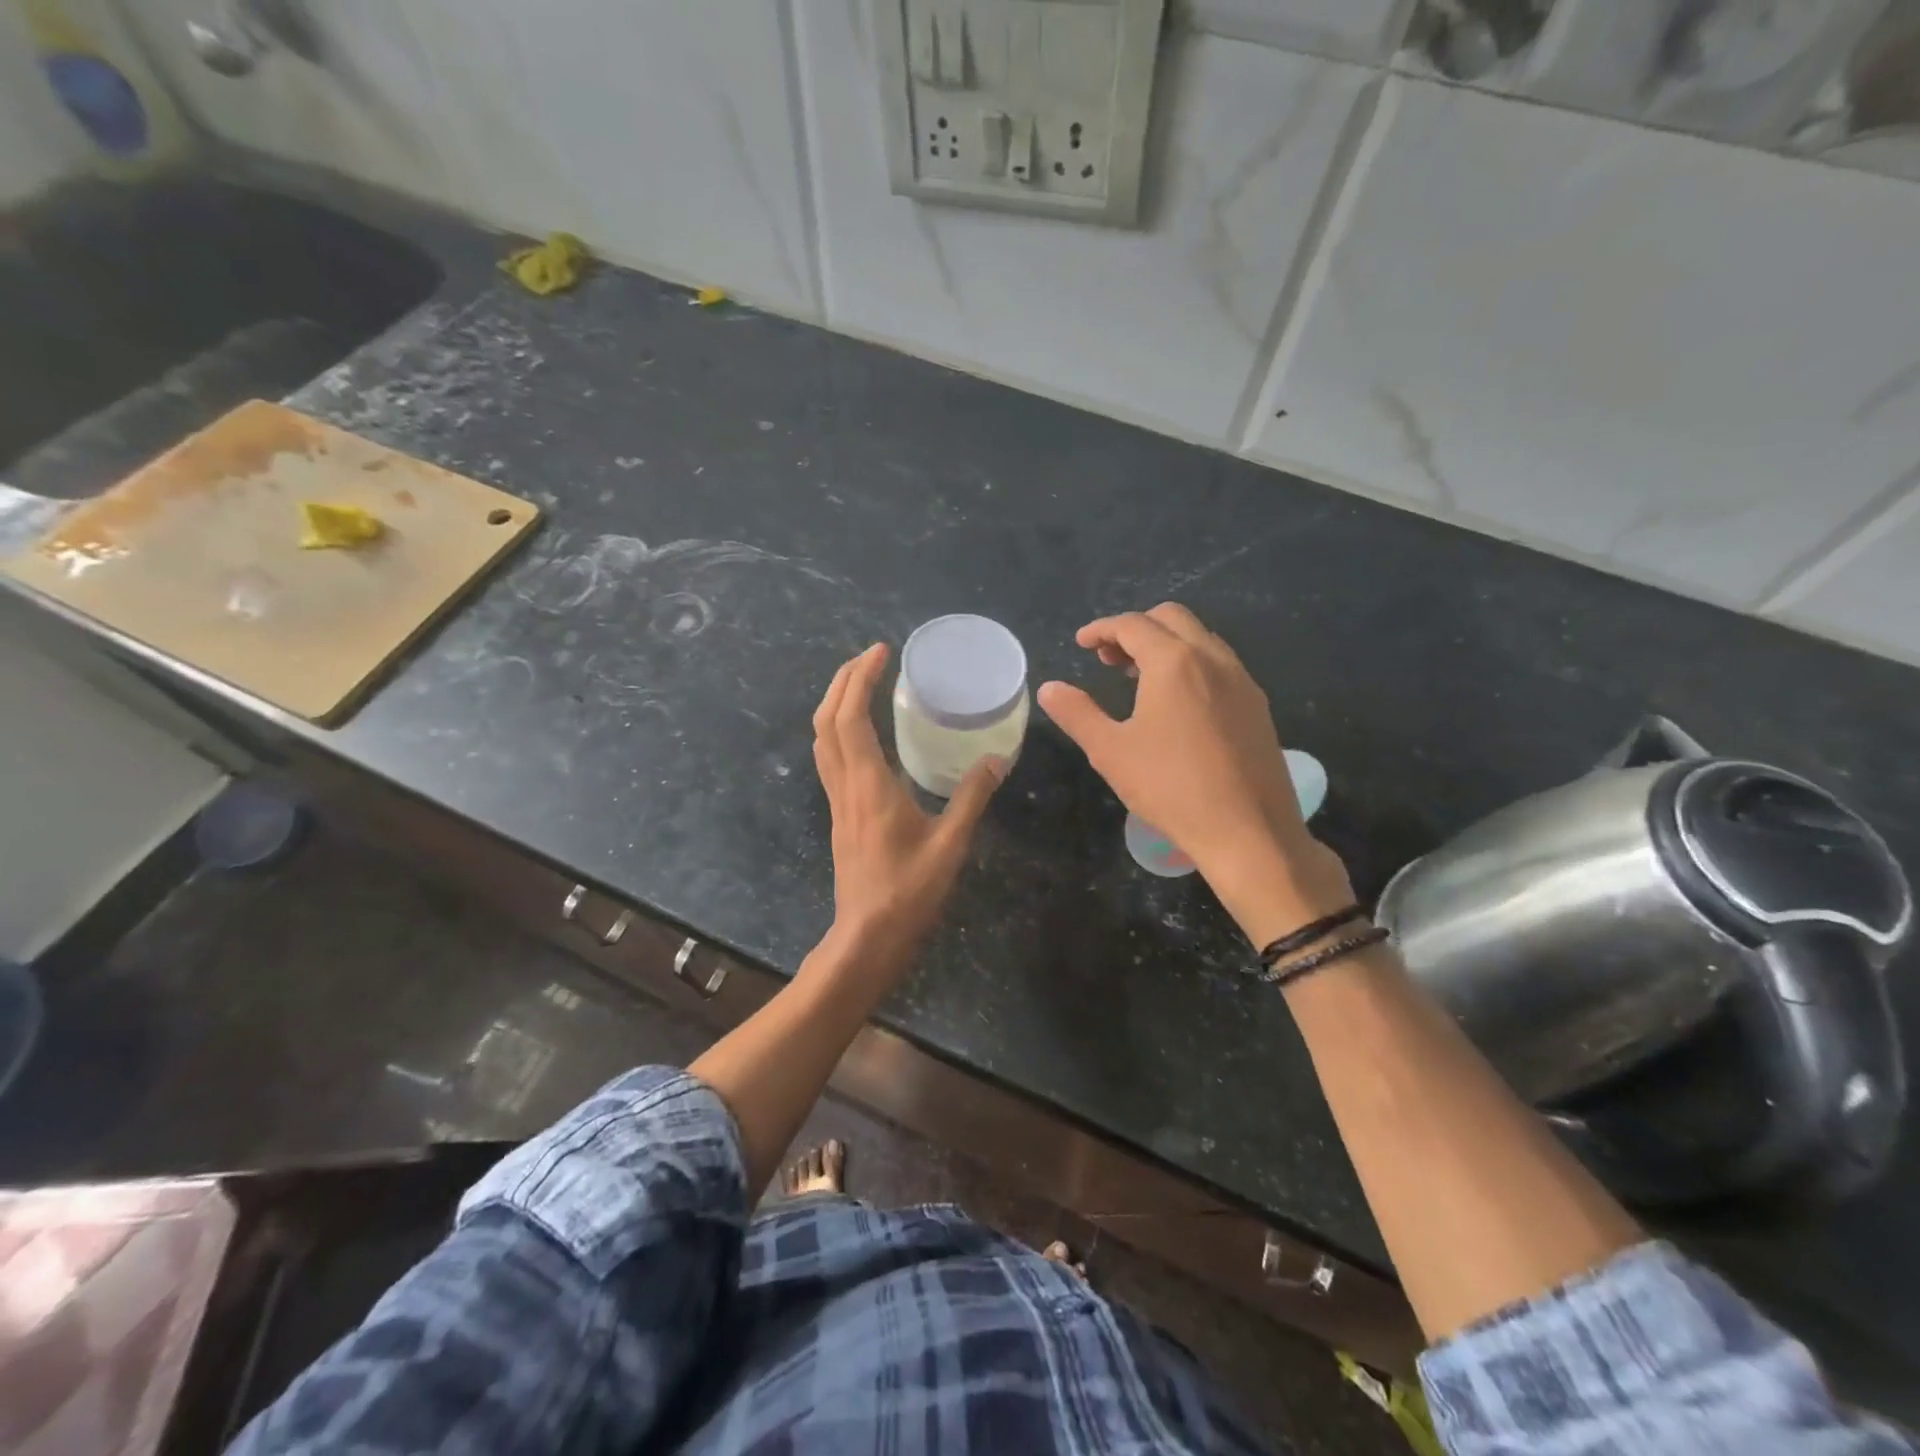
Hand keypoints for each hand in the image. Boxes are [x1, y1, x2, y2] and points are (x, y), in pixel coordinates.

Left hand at [813, 643, 1004, 977]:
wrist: (867, 935)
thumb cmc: (909, 890)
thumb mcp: (950, 843)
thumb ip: (972, 797)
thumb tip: (997, 759)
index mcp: (868, 784)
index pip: (850, 717)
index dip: (860, 679)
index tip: (881, 652)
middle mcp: (844, 784)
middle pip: (826, 719)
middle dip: (843, 680)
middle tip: (871, 657)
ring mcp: (837, 799)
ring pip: (822, 738)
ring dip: (836, 702)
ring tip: (863, 683)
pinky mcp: (840, 813)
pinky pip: (829, 757)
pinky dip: (839, 728)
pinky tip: (864, 732)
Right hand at [1037, 604, 1351, 935]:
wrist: (1248, 831)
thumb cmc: (1170, 788)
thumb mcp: (1110, 751)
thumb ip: (1077, 713)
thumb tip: (1049, 688)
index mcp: (1174, 662)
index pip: (1132, 625)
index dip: (1101, 628)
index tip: (1081, 643)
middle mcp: (1212, 658)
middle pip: (1171, 618)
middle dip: (1135, 629)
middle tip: (1107, 658)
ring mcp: (1241, 680)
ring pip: (1199, 638)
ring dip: (1165, 644)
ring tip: (1137, 678)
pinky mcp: (1257, 705)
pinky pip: (1219, 664)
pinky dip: (1191, 663)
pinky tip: (1178, 702)